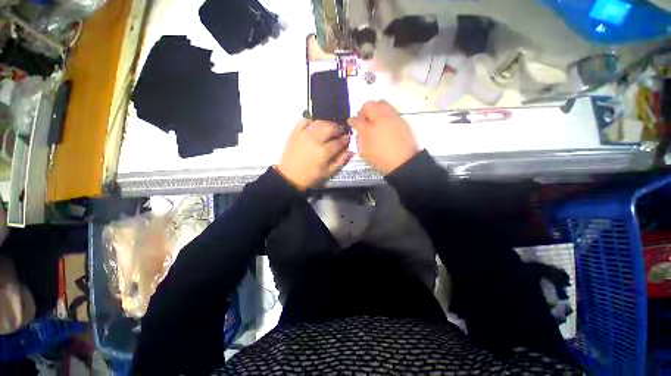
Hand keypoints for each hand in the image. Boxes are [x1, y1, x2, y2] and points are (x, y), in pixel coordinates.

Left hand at [276, 119, 353, 189]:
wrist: (289, 176)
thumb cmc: (310, 176)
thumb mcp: (328, 172)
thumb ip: (340, 161)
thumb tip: (351, 151)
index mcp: (323, 151)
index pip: (338, 141)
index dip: (345, 139)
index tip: (347, 138)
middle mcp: (315, 139)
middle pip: (330, 127)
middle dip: (338, 128)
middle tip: (340, 132)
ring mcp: (304, 134)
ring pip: (319, 122)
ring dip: (327, 123)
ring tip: (330, 128)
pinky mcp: (295, 132)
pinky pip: (305, 120)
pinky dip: (312, 121)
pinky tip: (316, 125)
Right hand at [349, 100, 418, 174]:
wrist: (404, 162)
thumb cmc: (381, 157)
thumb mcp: (365, 150)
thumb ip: (359, 135)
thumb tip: (354, 124)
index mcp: (373, 124)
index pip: (359, 116)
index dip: (354, 120)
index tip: (353, 124)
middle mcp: (384, 117)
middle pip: (372, 104)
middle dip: (366, 111)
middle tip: (364, 121)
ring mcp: (395, 118)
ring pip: (383, 106)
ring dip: (376, 110)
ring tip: (374, 123)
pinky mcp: (403, 122)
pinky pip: (391, 112)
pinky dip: (385, 115)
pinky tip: (384, 127)